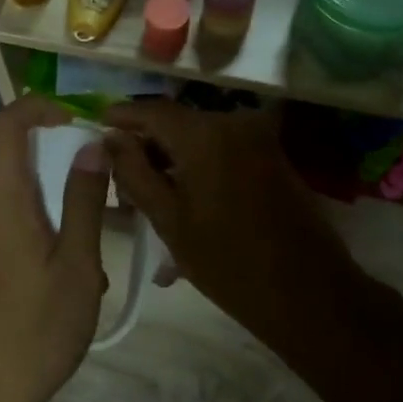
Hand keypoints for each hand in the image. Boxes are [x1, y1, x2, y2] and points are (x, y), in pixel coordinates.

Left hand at [0, 97, 109, 401]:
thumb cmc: (36, 330)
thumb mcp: (76, 265)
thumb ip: (83, 201)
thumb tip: (90, 147)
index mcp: (1, 203)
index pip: (6, 125)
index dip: (37, 107)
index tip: (73, 120)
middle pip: (10, 165)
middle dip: (54, 169)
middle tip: (96, 201)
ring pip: (8, 202)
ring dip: (46, 208)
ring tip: (83, 256)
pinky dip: (29, 232)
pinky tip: (55, 281)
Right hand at [103, 101, 366, 347]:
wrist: (306, 292)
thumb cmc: (227, 261)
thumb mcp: (167, 219)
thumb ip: (133, 171)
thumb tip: (111, 137)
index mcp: (204, 133)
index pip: (150, 110)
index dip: (121, 116)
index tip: (96, 125)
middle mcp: (233, 122)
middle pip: (176, 123)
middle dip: (145, 144)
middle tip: (120, 176)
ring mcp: (258, 138)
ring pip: (199, 139)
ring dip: (172, 159)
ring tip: (148, 195)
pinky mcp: (272, 156)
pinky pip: (222, 151)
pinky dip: (198, 167)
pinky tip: (183, 199)